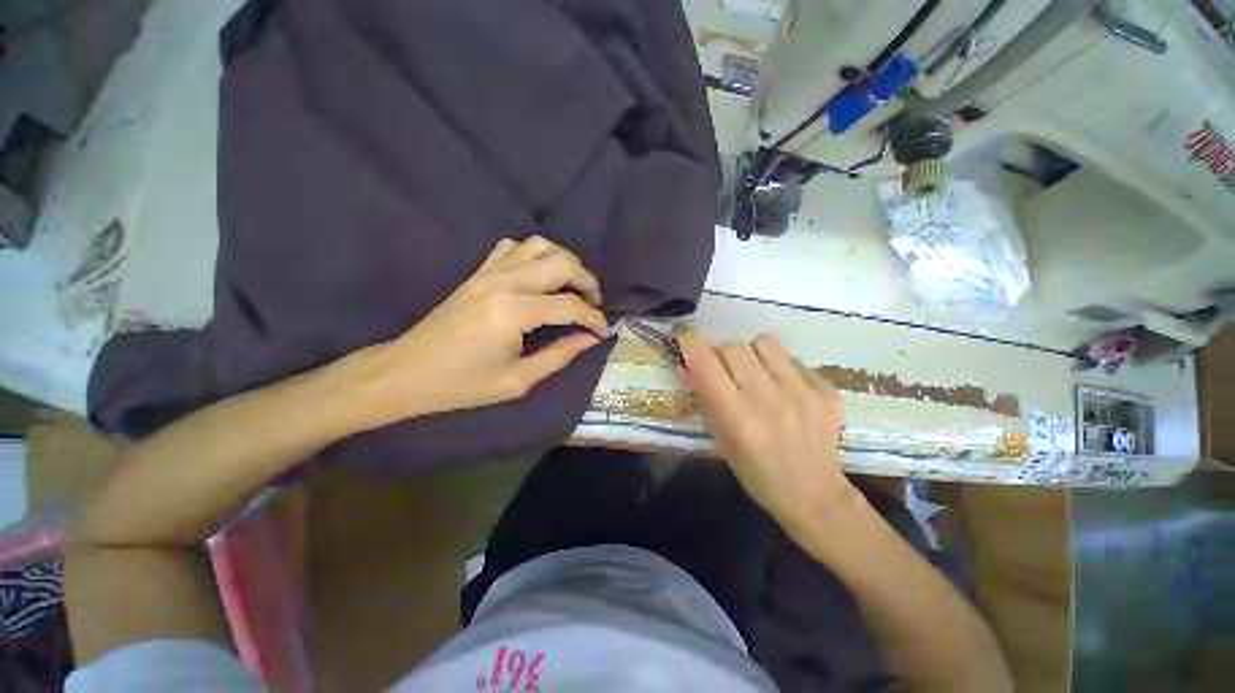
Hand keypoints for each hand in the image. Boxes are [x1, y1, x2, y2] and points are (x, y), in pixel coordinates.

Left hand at [347, 236, 607, 429]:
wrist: (407, 372)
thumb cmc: (462, 384)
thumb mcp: (518, 380)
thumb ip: (559, 355)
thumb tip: (590, 339)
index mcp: (514, 312)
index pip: (570, 306)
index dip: (594, 318)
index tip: (603, 331)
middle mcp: (504, 282)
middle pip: (561, 263)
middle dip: (587, 281)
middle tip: (594, 304)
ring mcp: (489, 272)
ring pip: (540, 245)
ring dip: (564, 262)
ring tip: (571, 286)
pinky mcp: (478, 273)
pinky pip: (513, 247)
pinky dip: (534, 255)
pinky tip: (538, 277)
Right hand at [672, 325, 857, 536]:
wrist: (814, 494)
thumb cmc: (755, 471)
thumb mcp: (719, 438)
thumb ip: (701, 397)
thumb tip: (682, 364)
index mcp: (737, 416)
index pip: (705, 361)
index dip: (689, 340)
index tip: (682, 334)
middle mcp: (769, 398)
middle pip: (734, 346)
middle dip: (722, 354)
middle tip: (727, 373)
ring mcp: (803, 391)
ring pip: (764, 342)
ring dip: (752, 354)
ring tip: (757, 375)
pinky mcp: (826, 389)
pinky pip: (792, 358)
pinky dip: (780, 366)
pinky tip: (784, 389)